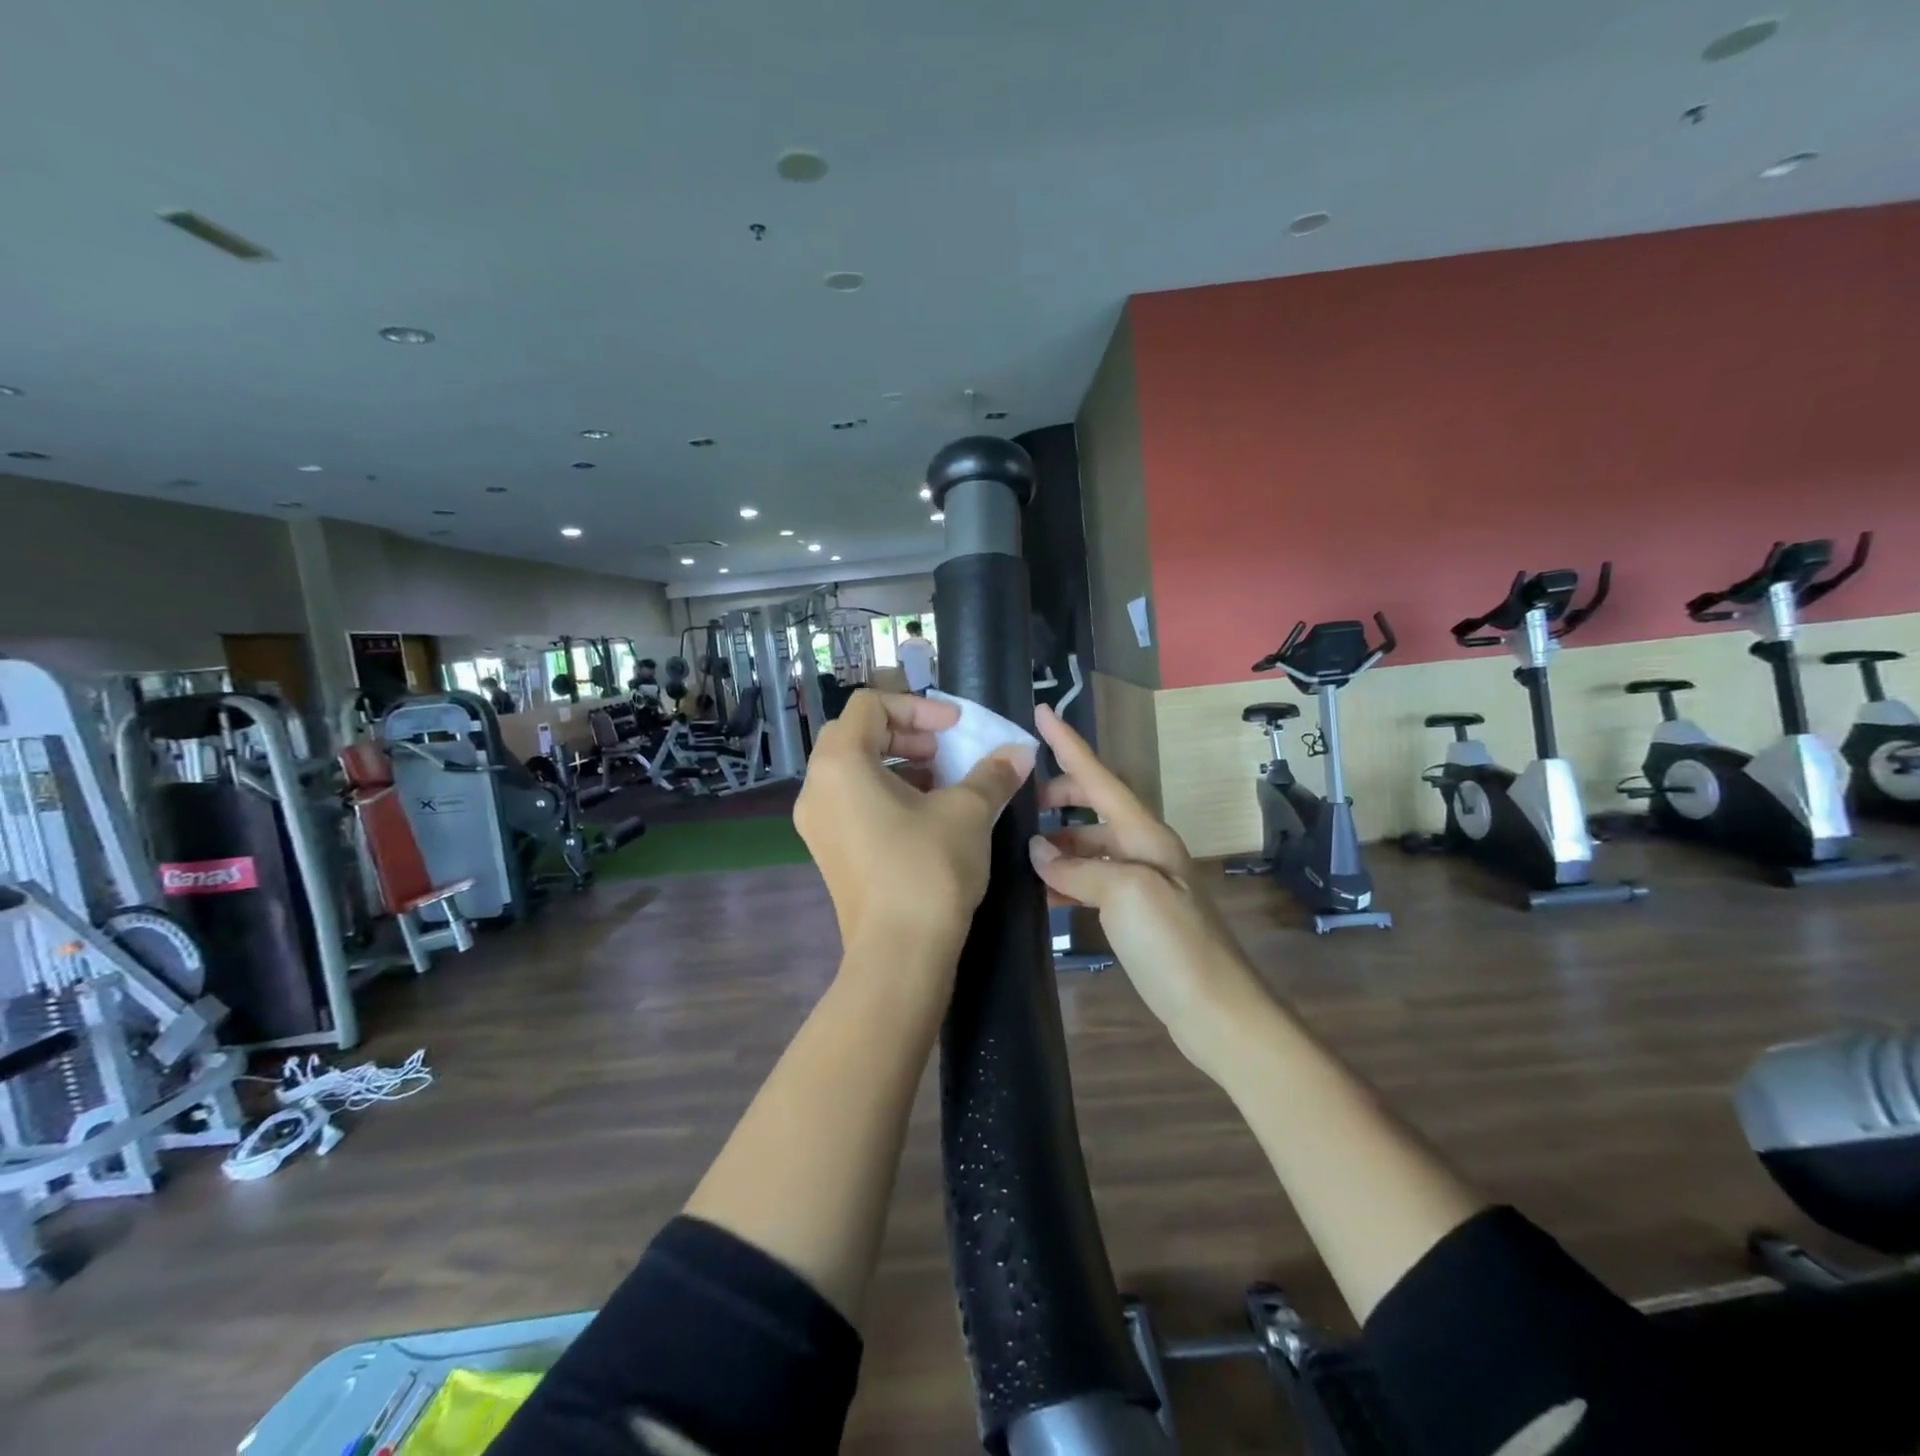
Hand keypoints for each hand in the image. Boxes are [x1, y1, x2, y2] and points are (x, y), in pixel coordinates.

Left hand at [795, 690, 1034, 954]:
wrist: (899, 954)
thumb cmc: (928, 868)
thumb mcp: (968, 812)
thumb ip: (992, 773)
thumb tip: (1021, 751)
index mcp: (840, 763)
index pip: (870, 705)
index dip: (918, 706)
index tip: (956, 728)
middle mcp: (816, 787)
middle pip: (857, 734)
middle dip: (908, 733)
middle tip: (947, 752)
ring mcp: (816, 823)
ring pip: (854, 770)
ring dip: (899, 763)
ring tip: (942, 783)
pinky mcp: (827, 851)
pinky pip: (852, 801)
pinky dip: (886, 793)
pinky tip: (925, 815)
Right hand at [1027, 704, 1266, 1061]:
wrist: (1216, 1011)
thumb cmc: (1174, 945)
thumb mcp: (1125, 895)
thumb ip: (1078, 867)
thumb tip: (1038, 852)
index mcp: (1147, 834)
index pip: (1100, 778)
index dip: (1069, 744)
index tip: (1041, 712)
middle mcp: (1146, 849)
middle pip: (1097, 806)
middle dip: (1061, 796)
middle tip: (1020, 800)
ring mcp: (1143, 882)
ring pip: (1092, 846)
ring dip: (1059, 842)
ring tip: (1021, 850)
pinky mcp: (1138, 914)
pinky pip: (1094, 880)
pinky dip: (1068, 878)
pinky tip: (1044, 891)